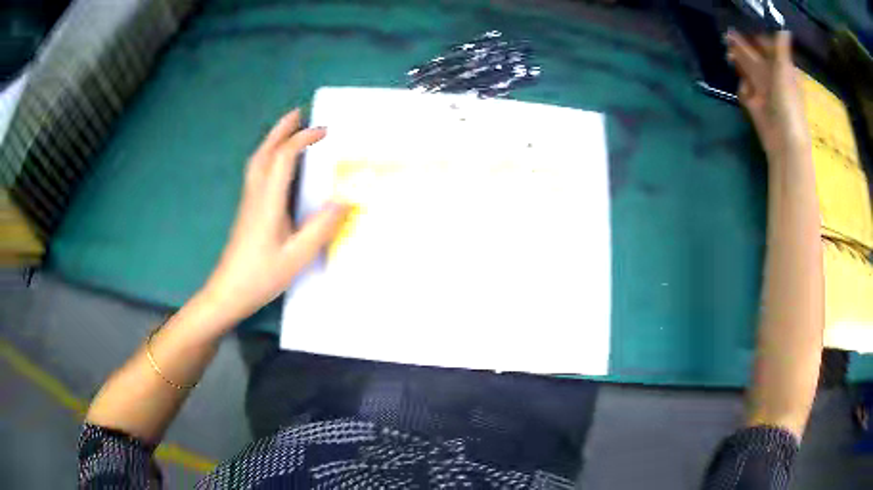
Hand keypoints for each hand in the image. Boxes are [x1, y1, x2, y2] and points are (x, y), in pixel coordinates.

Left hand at [200, 109, 349, 327]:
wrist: (228, 292)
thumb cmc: (261, 276)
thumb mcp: (297, 256)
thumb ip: (321, 228)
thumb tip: (345, 199)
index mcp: (268, 201)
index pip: (283, 157)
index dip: (302, 139)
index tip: (324, 131)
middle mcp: (255, 194)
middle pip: (264, 152)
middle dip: (282, 129)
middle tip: (299, 113)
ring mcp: (248, 202)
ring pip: (257, 161)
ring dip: (272, 140)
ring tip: (288, 130)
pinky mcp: (246, 210)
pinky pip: (256, 172)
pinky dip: (267, 156)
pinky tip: (275, 163)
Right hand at [726, 30, 810, 158]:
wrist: (784, 142)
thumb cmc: (788, 104)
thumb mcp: (785, 71)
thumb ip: (781, 48)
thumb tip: (784, 27)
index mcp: (782, 70)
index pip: (768, 48)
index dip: (756, 38)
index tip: (744, 27)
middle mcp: (772, 79)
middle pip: (755, 58)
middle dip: (742, 47)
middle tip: (727, 34)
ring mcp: (763, 93)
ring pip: (747, 72)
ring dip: (737, 62)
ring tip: (727, 53)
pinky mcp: (754, 106)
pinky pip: (744, 92)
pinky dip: (743, 89)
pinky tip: (744, 88)